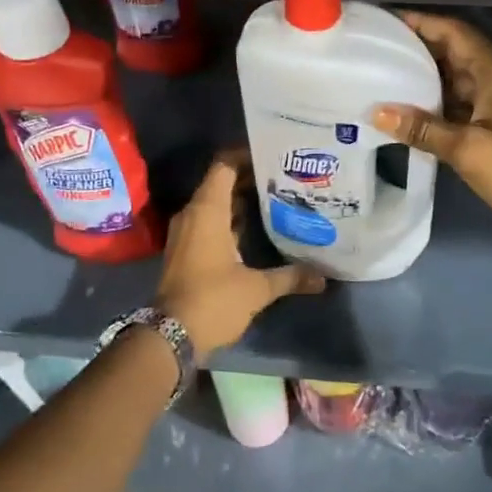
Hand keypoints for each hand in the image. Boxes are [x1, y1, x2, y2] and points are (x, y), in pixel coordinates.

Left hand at [153, 149, 326, 358]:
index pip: (224, 165)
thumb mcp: (256, 289)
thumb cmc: (212, 300)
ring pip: (215, 204)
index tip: (273, 155)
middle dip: (250, 178)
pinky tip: (257, 228)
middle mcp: (193, 214)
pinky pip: (209, 222)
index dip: (246, 156)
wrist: (169, 336)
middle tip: (284, 177)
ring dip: (241, 200)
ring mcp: (186, 233)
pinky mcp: (185, 250)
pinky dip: (230, 219)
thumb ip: (290, 277)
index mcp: (207, 211)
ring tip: (276, 198)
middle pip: (221, 183)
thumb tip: (323, 277)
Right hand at [374, 12, 491, 256]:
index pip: (452, 31)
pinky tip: (408, 111)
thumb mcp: (468, 149)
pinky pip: (462, 101)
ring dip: (424, 78)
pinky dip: (437, 103)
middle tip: (373, 52)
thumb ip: (422, 128)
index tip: (383, 23)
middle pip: (452, 51)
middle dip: (416, 49)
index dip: (419, 22)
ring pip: (456, 78)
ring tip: (382, 78)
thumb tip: (376, 112)